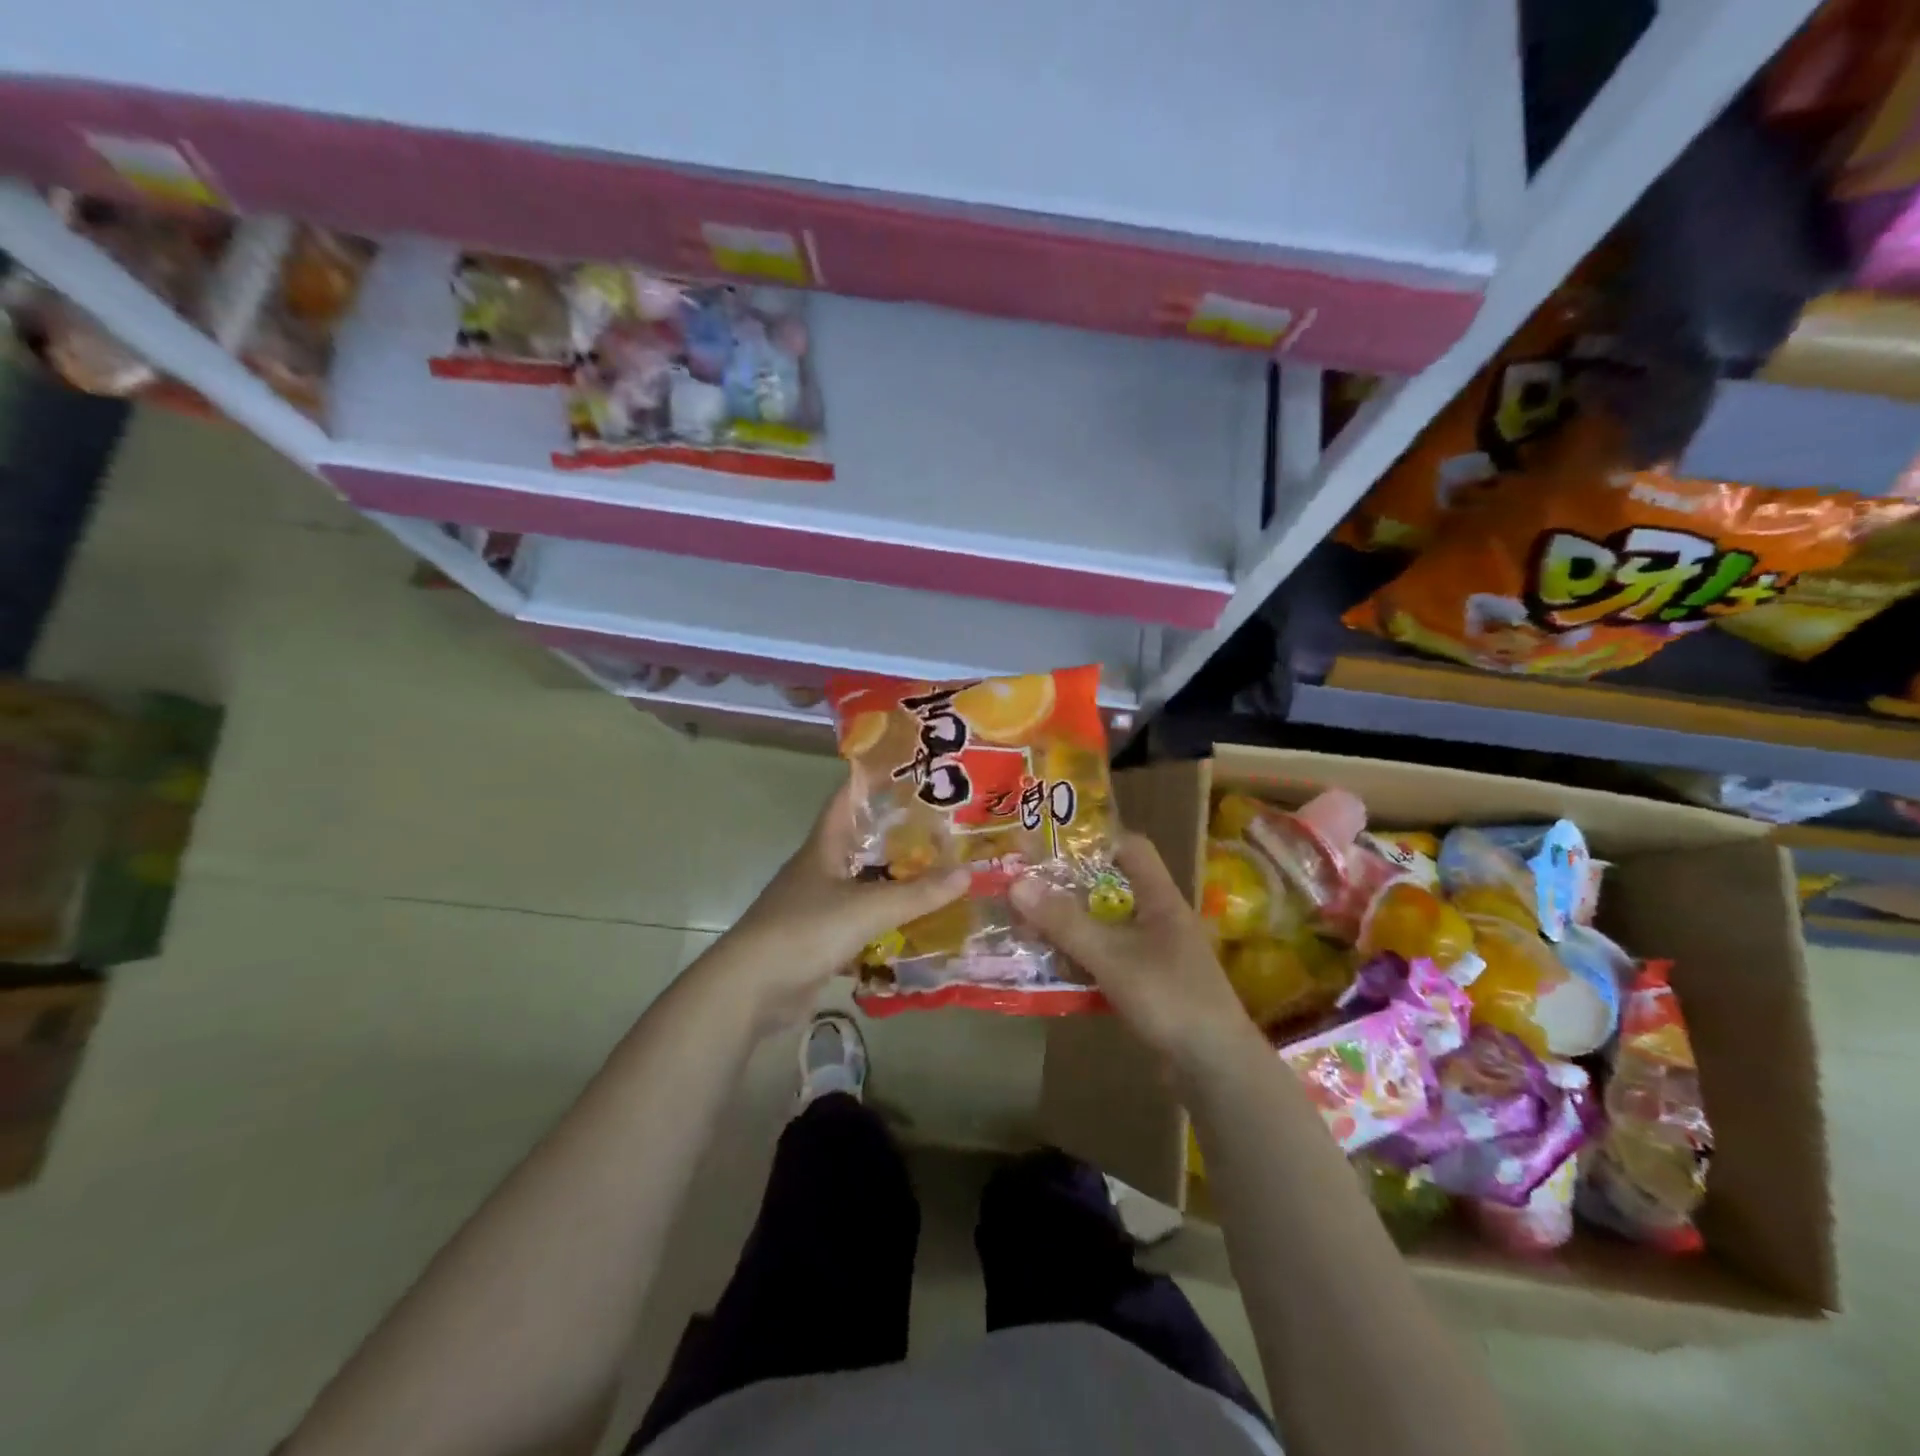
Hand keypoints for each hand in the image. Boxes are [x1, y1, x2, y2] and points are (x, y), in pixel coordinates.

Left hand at [707, 776, 968, 1032]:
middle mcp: (819, 870)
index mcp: (823, 847)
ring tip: (938, 871)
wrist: (751, 990)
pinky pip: (860, 921)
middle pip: (860, 841)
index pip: (847, 799)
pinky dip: (885, 920)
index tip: (908, 768)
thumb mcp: (868, 908)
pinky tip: (915, 922)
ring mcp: (816, 906)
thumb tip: (968, 871)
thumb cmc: (805, 931)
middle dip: (897, 833)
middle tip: (942, 826)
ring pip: (862, 882)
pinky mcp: (819, 940)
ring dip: (894, 878)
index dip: (872, 779)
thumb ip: (918, 893)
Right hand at [1010, 834, 1257, 1072]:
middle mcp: (1157, 920)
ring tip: (1022, 925)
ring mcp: (1153, 955)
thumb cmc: (1170, 998)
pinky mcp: (1146, 986)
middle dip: (1066, 888)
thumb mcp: (1112, 957)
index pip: (1132, 848)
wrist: (1215, 1069)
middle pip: (1108, 889)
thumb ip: (1065, 922)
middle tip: (1022, 886)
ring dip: (1068, 927)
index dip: (1095, 839)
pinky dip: (1078, 960)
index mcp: (1160, 899)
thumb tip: (1016, 883)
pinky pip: (1105, 961)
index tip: (1052, 842)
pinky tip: (1048, 968)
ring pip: (1103, 928)